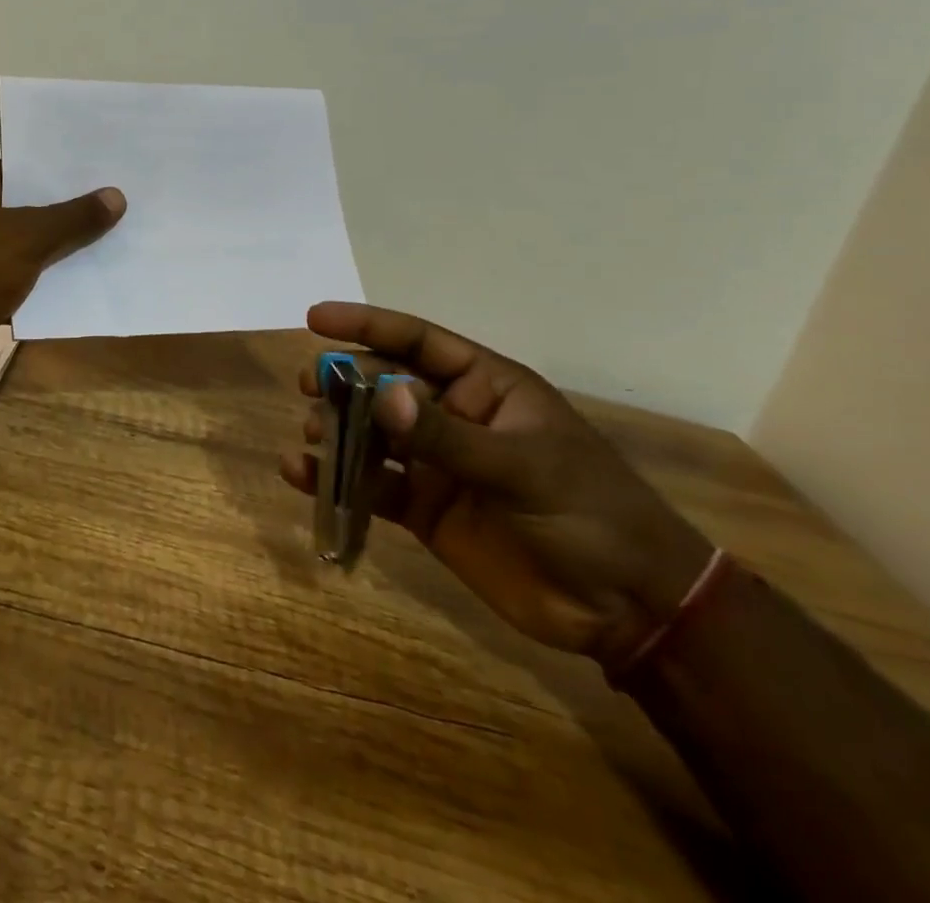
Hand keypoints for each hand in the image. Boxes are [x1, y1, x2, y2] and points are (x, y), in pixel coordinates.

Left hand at [0, 161, 125, 392]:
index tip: (108, 175)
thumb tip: (116, 196)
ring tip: (113, 245)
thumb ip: (72, 219)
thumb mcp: (26, 238)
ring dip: (57, 254)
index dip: (65, 174)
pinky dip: (40, 286)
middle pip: (25, 209)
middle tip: (121, 209)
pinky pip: (14, 283)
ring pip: (22, 249)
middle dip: (68, 215)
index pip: (23, 168)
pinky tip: (82, 287)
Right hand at [281, 302, 714, 669]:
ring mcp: (436, 463)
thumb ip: (446, 435)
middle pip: (384, 384)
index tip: (315, 318)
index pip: (418, 342)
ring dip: (337, 428)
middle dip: (344, 380)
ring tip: (313, 434)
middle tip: (309, 386)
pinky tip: (300, 473)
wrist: (629, 611)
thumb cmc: (592, 516)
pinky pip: (370, 486)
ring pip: (371, 433)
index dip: (366, 325)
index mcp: (485, 388)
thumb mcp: (523, 469)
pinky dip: (334, 480)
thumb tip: (380, 395)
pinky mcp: (424, 509)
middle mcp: (454, 417)